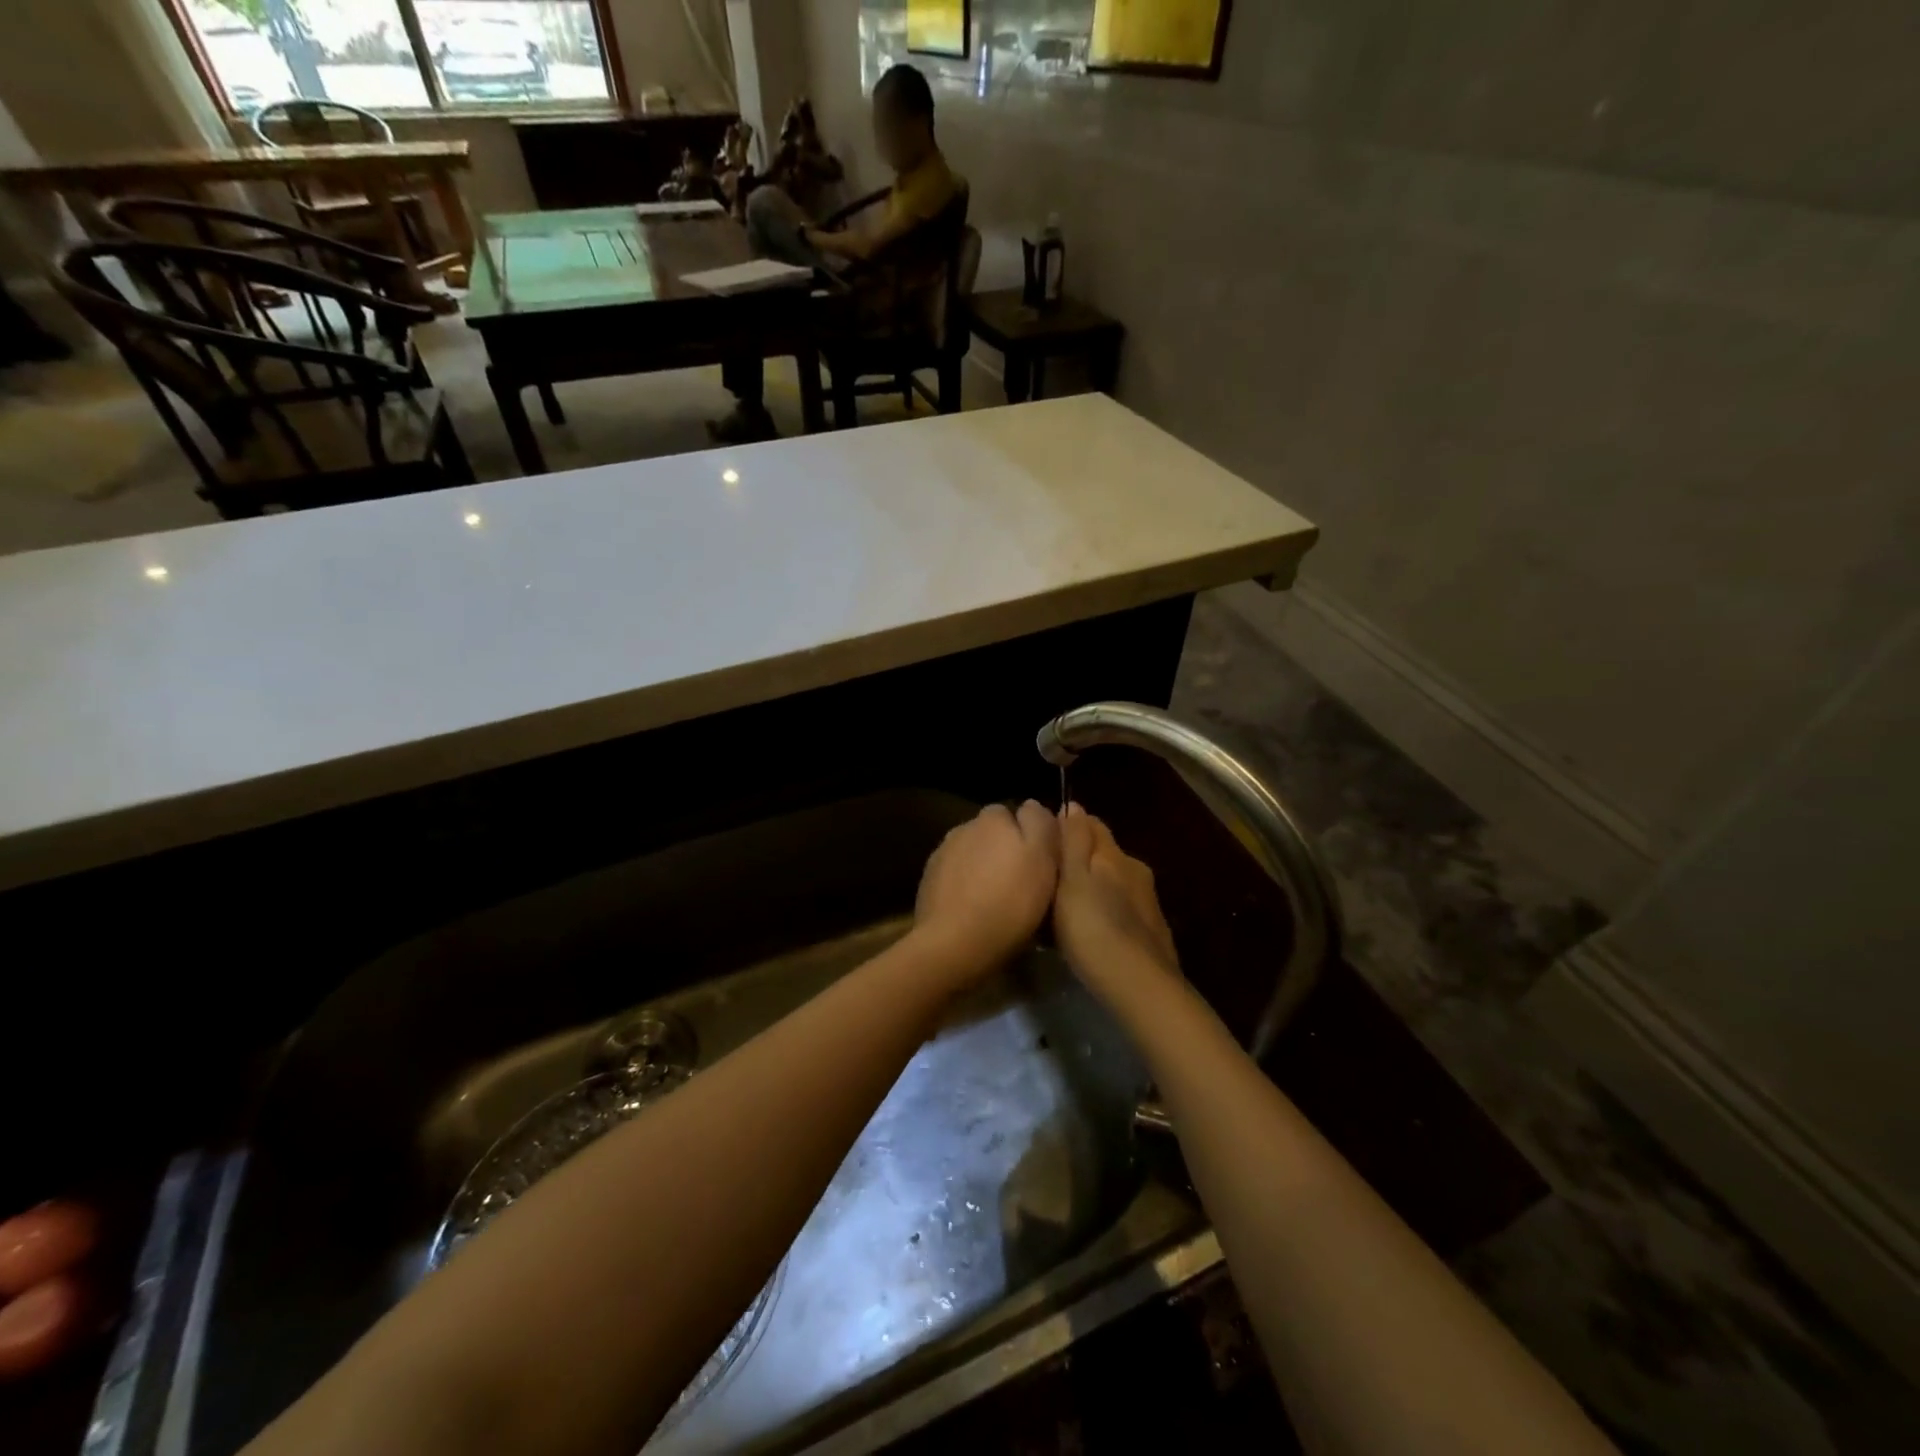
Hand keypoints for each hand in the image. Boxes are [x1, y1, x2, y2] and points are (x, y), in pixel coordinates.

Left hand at [913, 802, 1059, 971]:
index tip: (1041, 863)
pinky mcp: (928, 881)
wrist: (954, 944)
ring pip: (972, 854)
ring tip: (997, 900)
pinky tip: (973, 910)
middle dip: (1005, 850)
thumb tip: (1032, 805)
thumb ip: (1040, 823)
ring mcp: (942, 853)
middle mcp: (964, 826)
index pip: (1017, 813)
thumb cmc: (1010, 901)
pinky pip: (955, 876)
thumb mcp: (1043, 859)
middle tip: (1022, 883)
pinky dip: (965, 886)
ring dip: (983, 868)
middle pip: (992, 834)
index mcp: (993, 817)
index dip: (1030, 836)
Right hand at [1053, 804, 1179, 989]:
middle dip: (1080, 857)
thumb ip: (1074, 842)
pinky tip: (1091, 928)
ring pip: (1113, 881)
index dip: (1069, 824)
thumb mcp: (1073, 881)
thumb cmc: (1094, 929)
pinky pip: (1121, 907)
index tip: (1044, 837)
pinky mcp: (1152, 930)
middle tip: (1050, 874)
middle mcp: (1135, 870)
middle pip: (1104, 852)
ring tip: (1065, 905)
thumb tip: (1074, 804)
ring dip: (1093, 886)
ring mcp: (1148, 902)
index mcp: (1115, 855)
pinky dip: (1105, 909)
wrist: (1140, 986)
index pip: (1092, 823)